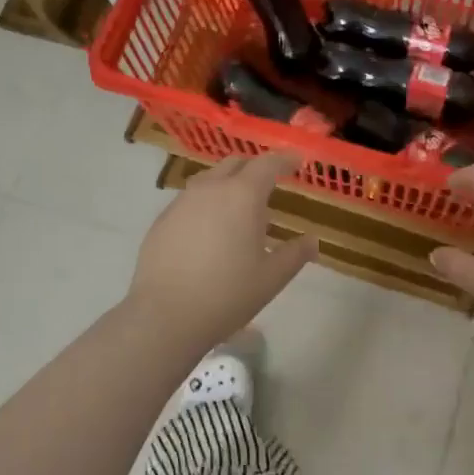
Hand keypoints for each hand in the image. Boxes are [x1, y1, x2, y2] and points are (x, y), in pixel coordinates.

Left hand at [126, 150, 317, 347]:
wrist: (166, 315)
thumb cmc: (227, 294)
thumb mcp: (272, 278)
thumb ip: (295, 254)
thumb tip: (311, 241)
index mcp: (242, 196)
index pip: (267, 164)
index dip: (285, 159)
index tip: (297, 161)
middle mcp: (210, 189)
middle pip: (235, 164)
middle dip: (254, 169)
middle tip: (269, 186)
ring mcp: (181, 203)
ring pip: (209, 181)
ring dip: (228, 186)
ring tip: (239, 212)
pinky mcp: (162, 221)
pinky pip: (190, 202)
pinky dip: (206, 206)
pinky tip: (209, 233)